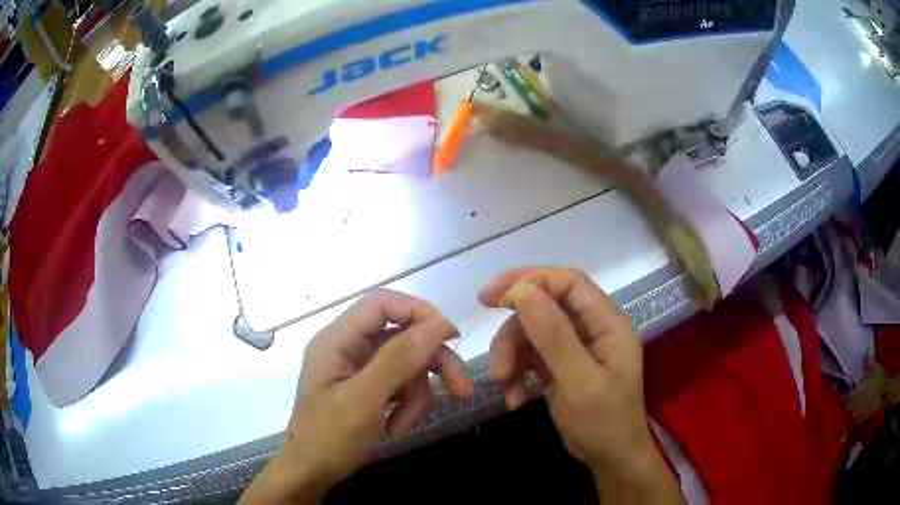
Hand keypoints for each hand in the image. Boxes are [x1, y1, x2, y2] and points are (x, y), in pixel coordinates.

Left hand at [241, 290, 472, 503]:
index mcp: (337, 339)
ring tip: (407, 424)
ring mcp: (358, 369)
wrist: (311, 473)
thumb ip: (398, 359)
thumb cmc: (329, 437)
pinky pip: (399, 385)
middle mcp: (348, 347)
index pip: (382, 303)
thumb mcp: (365, 399)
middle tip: (460, 388)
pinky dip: (406, 406)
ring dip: (417, 394)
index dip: (419, 312)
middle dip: (431, 362)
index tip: (450, 337)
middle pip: (402, 336)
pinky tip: (397, 428)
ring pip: (406, 364)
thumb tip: (437, 325)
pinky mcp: (367, 389)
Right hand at [480, 268, 680, 503]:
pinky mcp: (561, 366)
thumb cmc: (603, 422)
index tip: (494, 297)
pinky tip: (513, 397)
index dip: (532, 281)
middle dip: (515, 330)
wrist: (610, 459)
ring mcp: (576, 347)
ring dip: (511, 356)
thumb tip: (523, 291)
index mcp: (607, 323)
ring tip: (503, 385)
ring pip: (533, 333)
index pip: (569, 283)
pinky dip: (517, 373)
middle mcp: (592, 328)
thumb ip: (554, 336)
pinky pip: (531, 356)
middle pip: (545, 308)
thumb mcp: (579, 382)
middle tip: (493, 358)